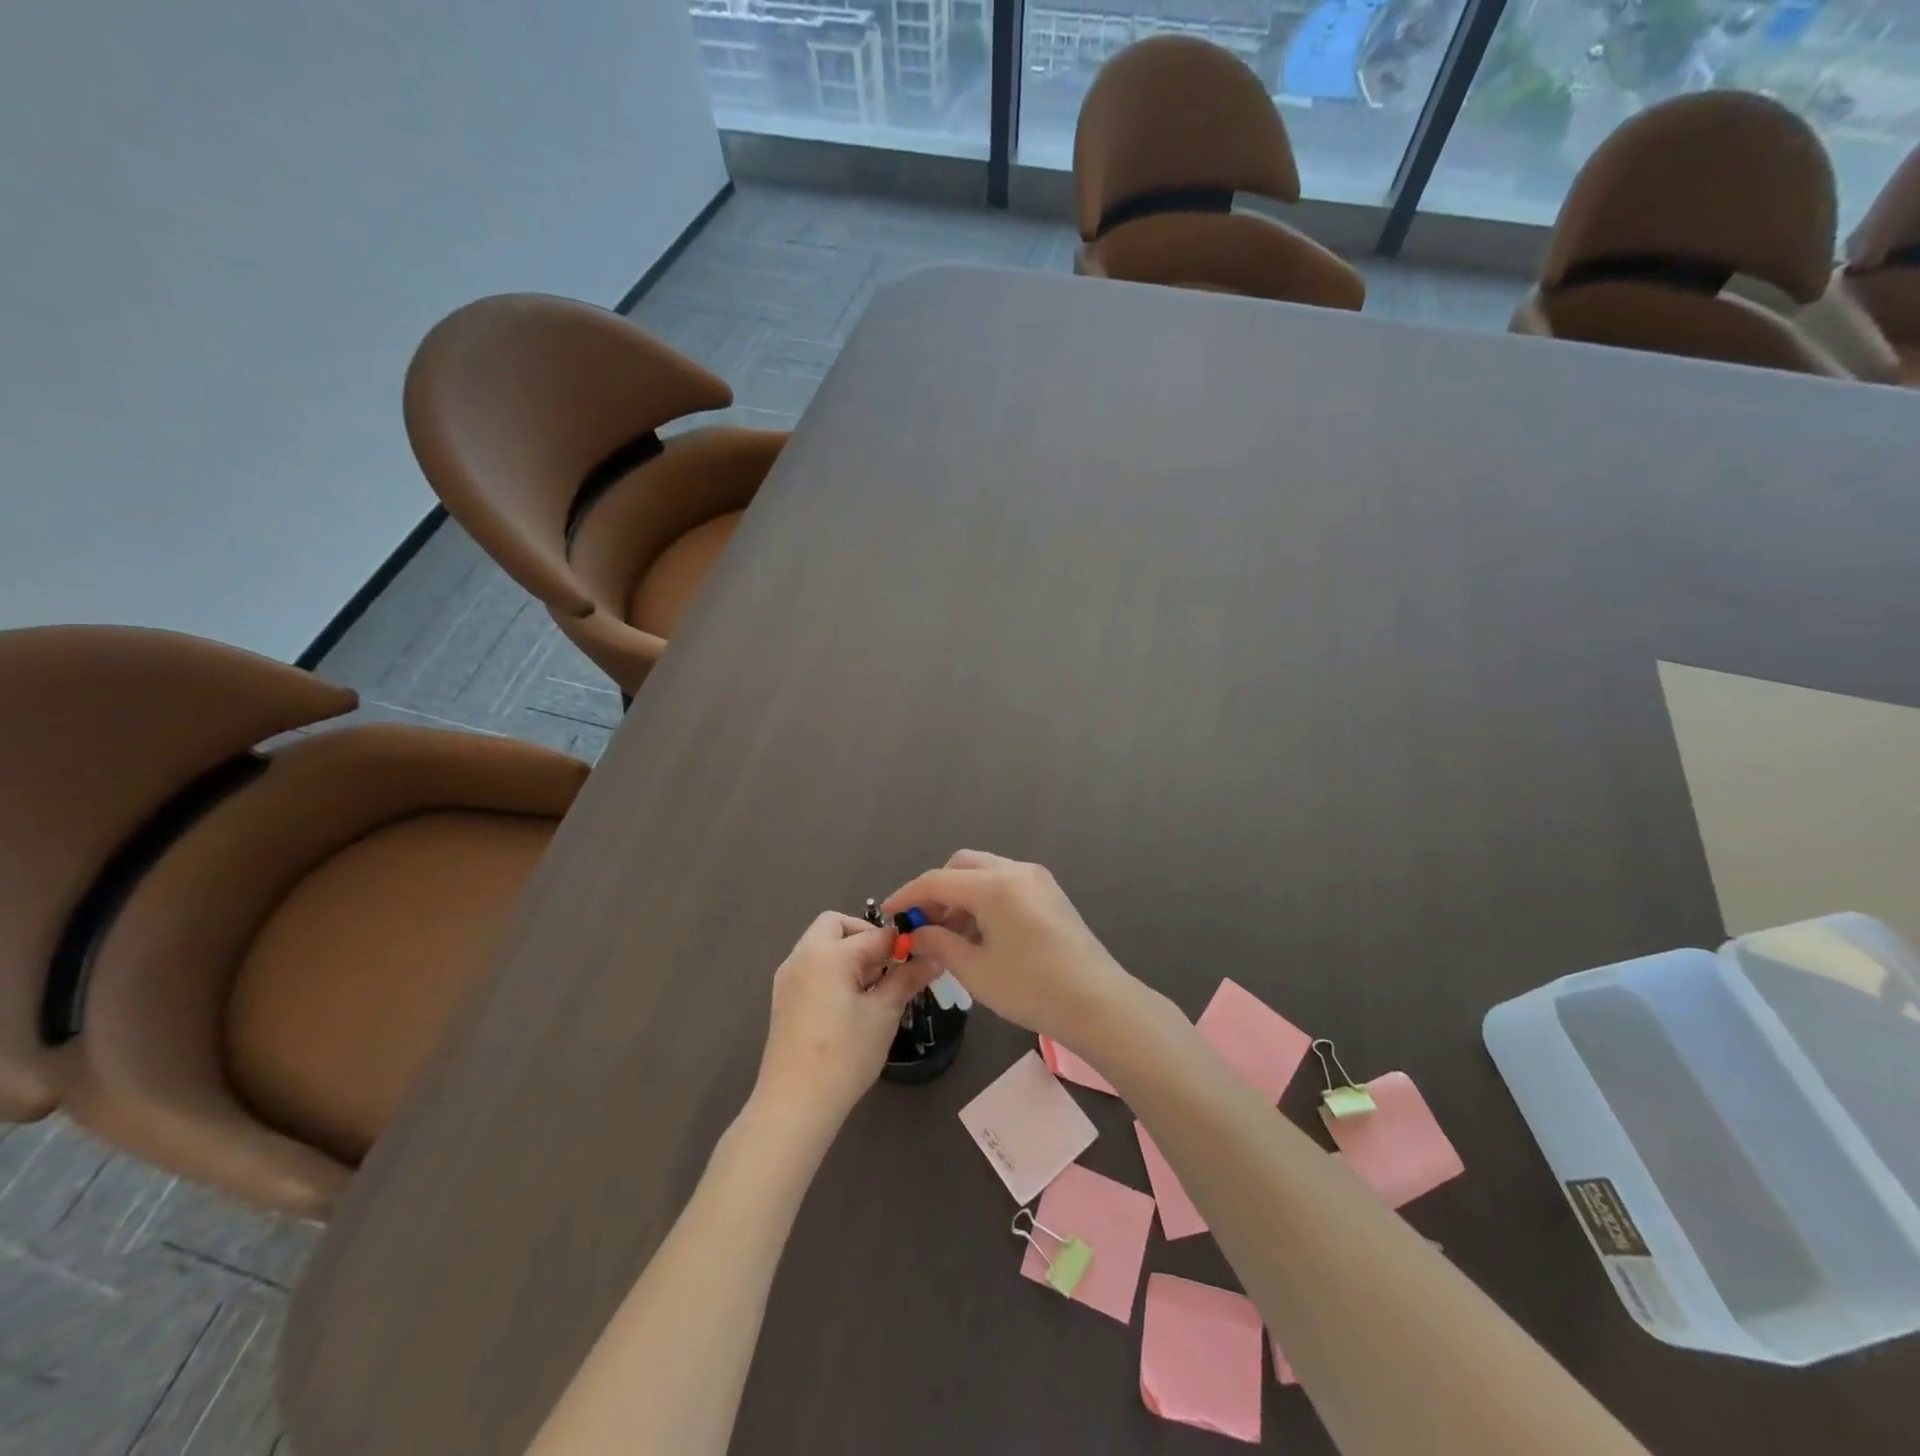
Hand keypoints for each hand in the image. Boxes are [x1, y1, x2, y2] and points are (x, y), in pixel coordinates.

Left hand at [753, 912, 939, 1131]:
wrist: (794, 1104)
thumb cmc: (844, 1055)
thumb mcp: (883, 1014)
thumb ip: (907, 979)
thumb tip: (934, 958)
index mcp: (827, 954)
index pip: (874, 934)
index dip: (901, 942)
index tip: (922, 955)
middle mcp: (803, 956)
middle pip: (835, 925)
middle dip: (865, 936)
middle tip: (888, 964)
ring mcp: (788, 977)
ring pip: (822, 945)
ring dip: (849, 953)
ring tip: (875, 987)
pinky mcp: (784, 998)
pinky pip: (812, 966)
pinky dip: (833, 969)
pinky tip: (852, 1001)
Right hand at [881, 851, 1132, 1046]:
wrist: (1098, 1003)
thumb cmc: (1032, 988)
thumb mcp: (976, 971)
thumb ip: (939, 943)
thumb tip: (916, 932)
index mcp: (995, 885)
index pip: (938, 880)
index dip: (908, 896)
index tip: (888, 915)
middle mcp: (1016, 870)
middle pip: (962, 865)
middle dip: (937, 891)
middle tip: (924, 925)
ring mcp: (1036, 879)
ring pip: (984, 872)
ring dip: (961, 895)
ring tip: (950, 936)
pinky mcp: (1049, 892)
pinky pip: (1004, 883)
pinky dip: (983, 899)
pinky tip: (979, 933)